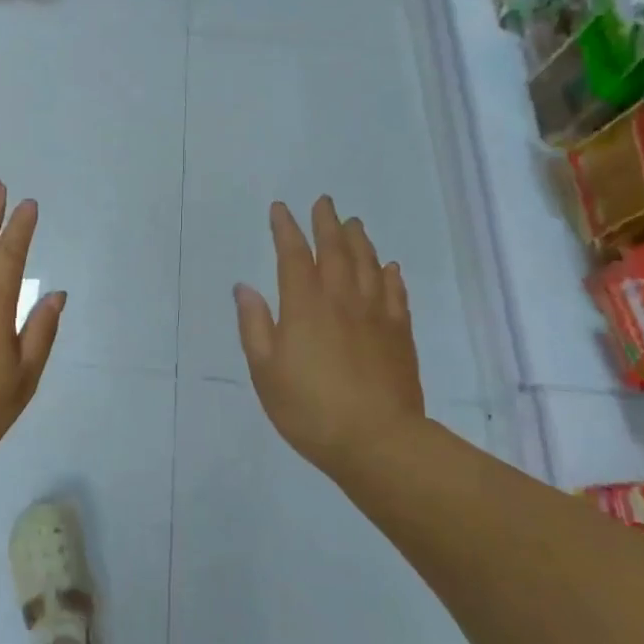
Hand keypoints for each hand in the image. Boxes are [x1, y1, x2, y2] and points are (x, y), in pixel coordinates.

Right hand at [234, 197, 426, 480]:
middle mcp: (341, 300)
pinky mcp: (399, 334)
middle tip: (324, 201)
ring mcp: (375, 315)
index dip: (285, 229)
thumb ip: (255, 325)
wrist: (377, 441)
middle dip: (326, 223)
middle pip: (335, 250)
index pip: (293, 256)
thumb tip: (244, 288)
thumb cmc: (309, 409)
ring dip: (359, 240)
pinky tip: (388, 267)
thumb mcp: (265, 371)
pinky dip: (390, 275)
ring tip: (353, 224)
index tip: (280, 209)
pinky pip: (395, 293)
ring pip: (368, 265)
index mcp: (304, 306)